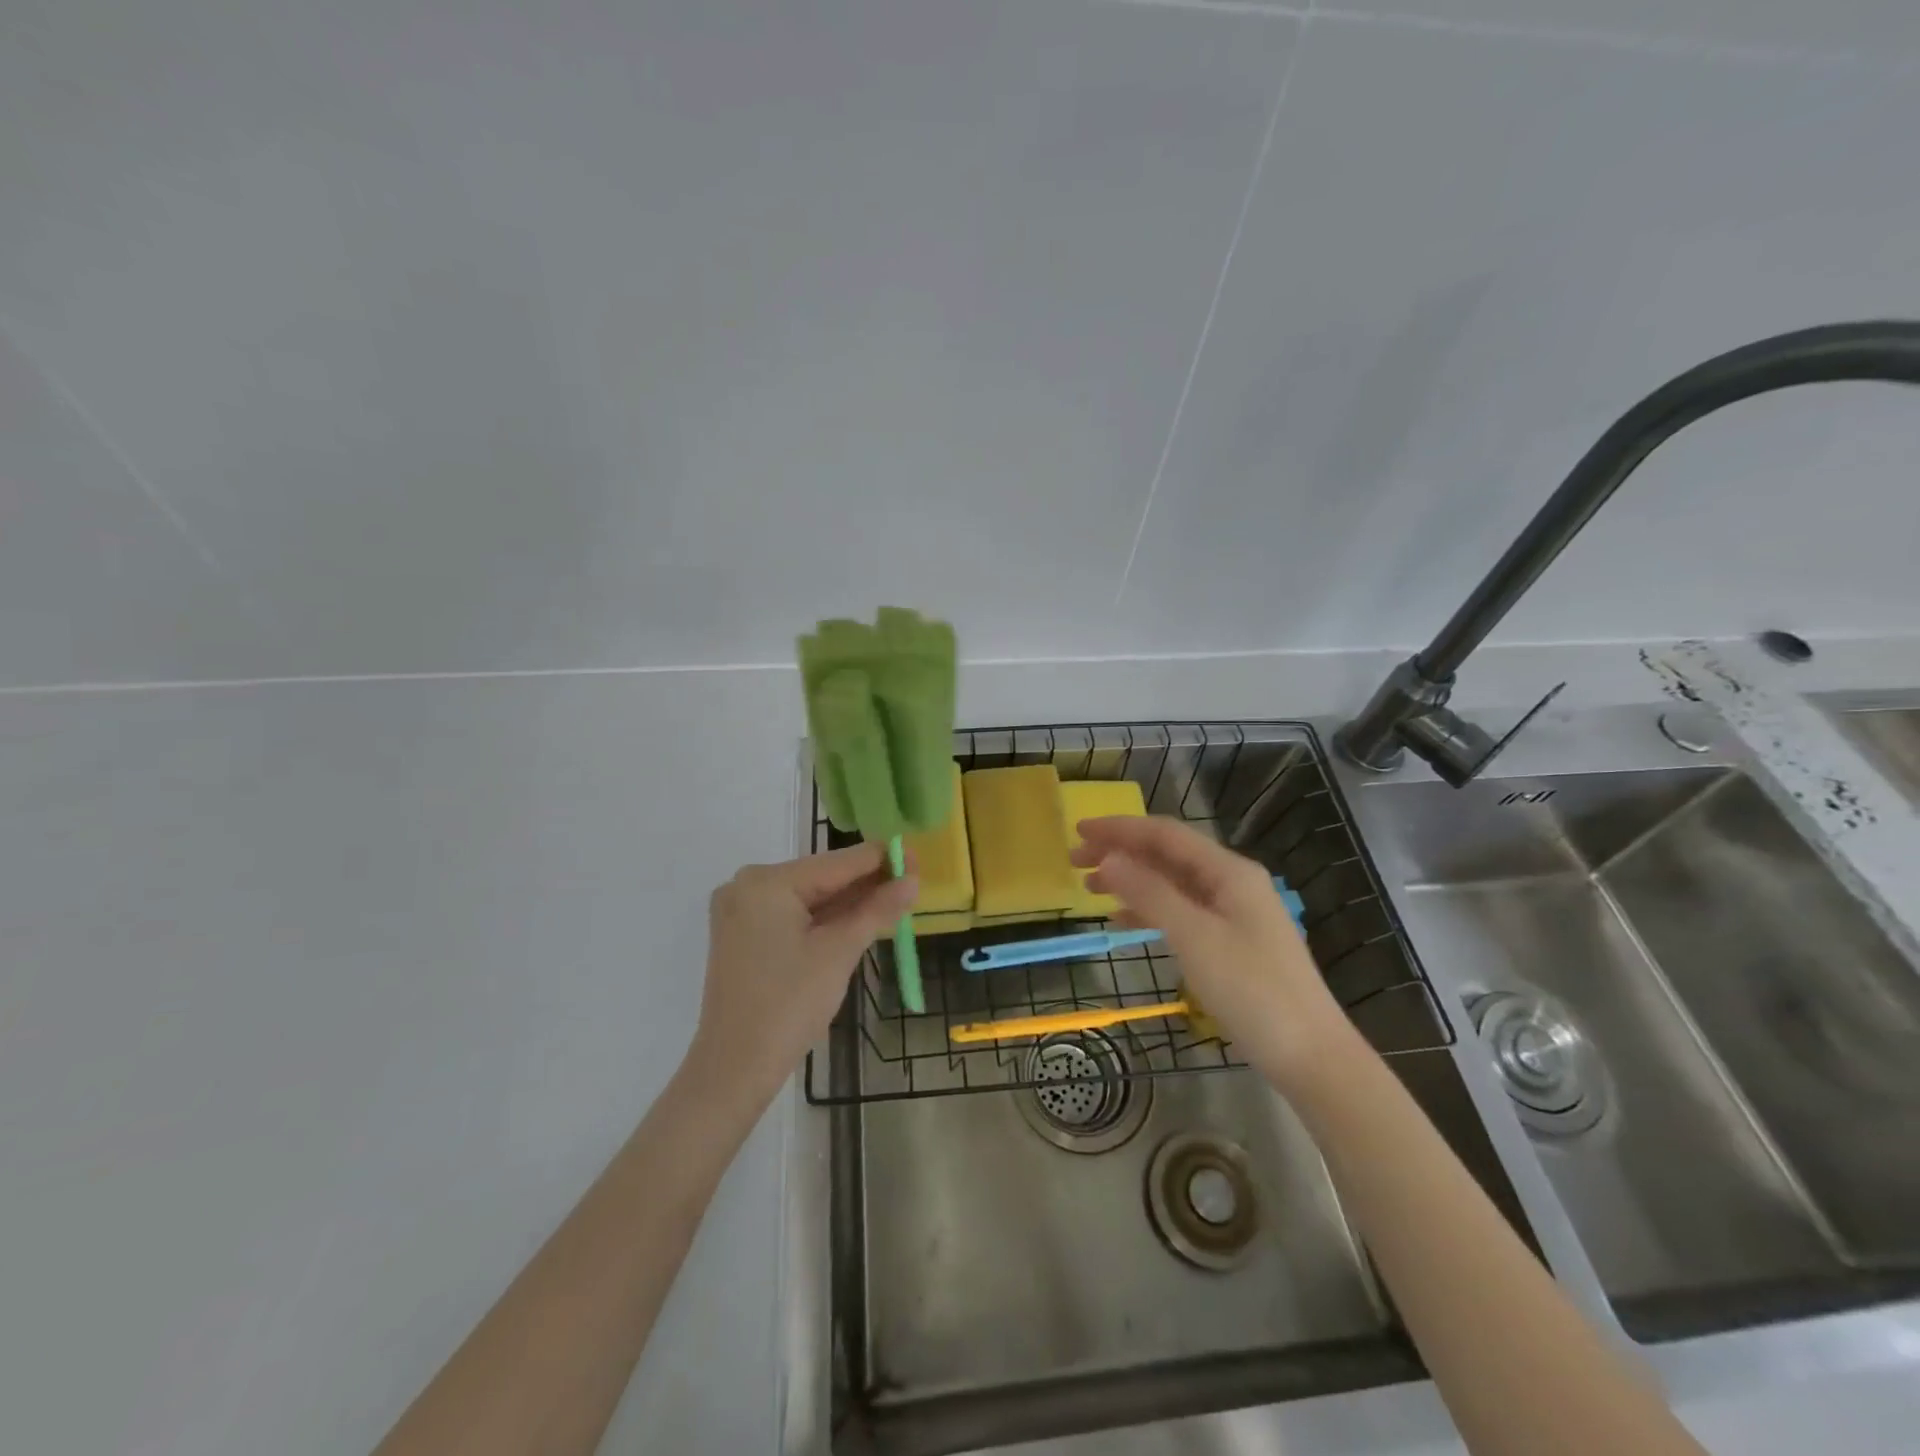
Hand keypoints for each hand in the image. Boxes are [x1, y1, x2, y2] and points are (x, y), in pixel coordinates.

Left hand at [685, 843, 917, 1110]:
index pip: (837, 862)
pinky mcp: (745, 934)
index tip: (918, 856)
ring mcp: (742, 910)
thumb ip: (877, 909)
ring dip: (851, 900)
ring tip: (897, 896)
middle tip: (914, 880)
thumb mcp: (839, 952)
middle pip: (822, 877)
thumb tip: (913, 879)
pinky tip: (862, 915)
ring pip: (810, 897)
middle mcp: (748, 885)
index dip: (881, 858)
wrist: (734, 1069)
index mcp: (767, 881)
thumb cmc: (789, 1005)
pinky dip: (826, 918)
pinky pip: (795, 914)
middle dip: (868, 881)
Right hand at [1073, 815, 1351, 1094]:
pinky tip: (1122, 920)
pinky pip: (1181, 911)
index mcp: (1229, 871)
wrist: (1311, 1056)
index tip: (1078, 832)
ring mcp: (1234, 913)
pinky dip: (1149, 910)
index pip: (1165, 834)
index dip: (1120, 828)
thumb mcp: (1194, 937)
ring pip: (1172, 883)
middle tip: (1074, 861)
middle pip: (1167, 855)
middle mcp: (1232, 883)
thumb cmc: (1252, 990)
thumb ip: (1150, 894)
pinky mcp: (1231, 942)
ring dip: (1131, 880)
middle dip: (1121, 852)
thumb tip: (1108, 858)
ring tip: (1089, 888)